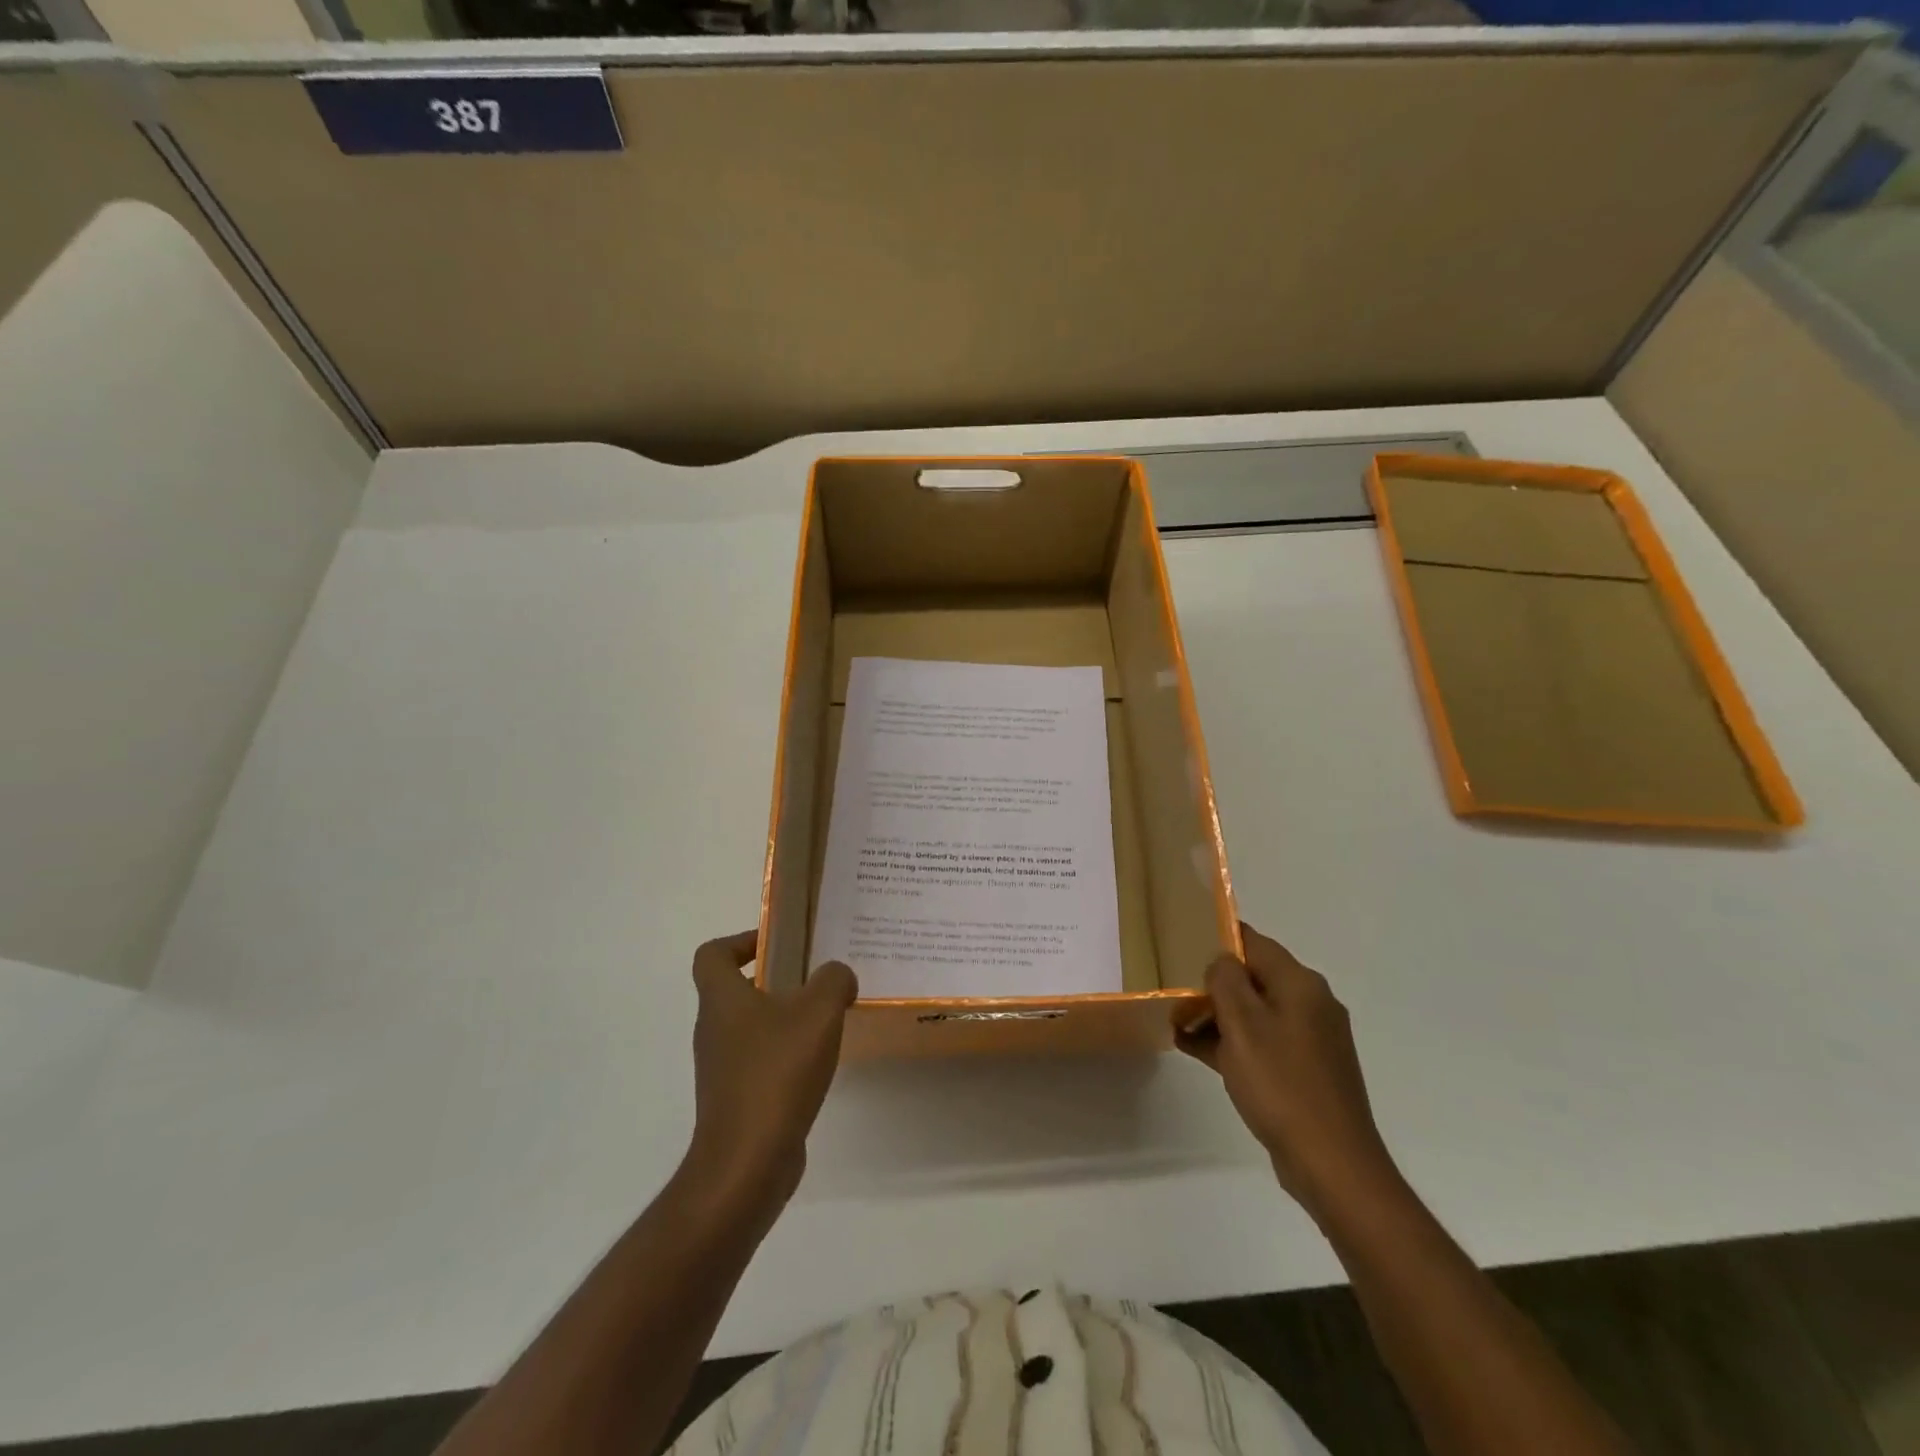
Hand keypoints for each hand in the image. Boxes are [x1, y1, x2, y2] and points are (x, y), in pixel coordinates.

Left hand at [685, 931, 857, 1215]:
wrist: (747, 1162)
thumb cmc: (777, 1073)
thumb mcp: (818, 1013)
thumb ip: (833, 981)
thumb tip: (838, 976)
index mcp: (722, 999)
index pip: (712, 954)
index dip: (740, 941)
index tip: (777, 944)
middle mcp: (713, 1029)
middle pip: (734, 989)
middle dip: (774, 978)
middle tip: (815, 977)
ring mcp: (721, 1067)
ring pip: (750, 1026)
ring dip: (783, 1017)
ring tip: (826, 1019)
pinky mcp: (735, 1099)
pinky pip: (759, 1060)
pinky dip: (785, 1053)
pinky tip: (818, 1062)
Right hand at [1180, 923, 1400, 1218]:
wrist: (1332, 1163)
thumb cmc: (1281, 1084)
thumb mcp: (1242, 1024)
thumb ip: (1226, 980)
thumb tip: (1222, 961)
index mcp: (1300, 984)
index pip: (1253, 942)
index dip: (1218, 938)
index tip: (1182, 943)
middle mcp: (1311, 1003)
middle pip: (1254, 977)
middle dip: (1213, 984)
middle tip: (1174, 991)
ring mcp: (1311, 1039)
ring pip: (1256, 1012)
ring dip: (1218, 1016)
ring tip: (1177, 1024)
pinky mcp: (1306, 1070)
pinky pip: (1263, 1042)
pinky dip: (1234, 1042)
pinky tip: (1197, 1051)